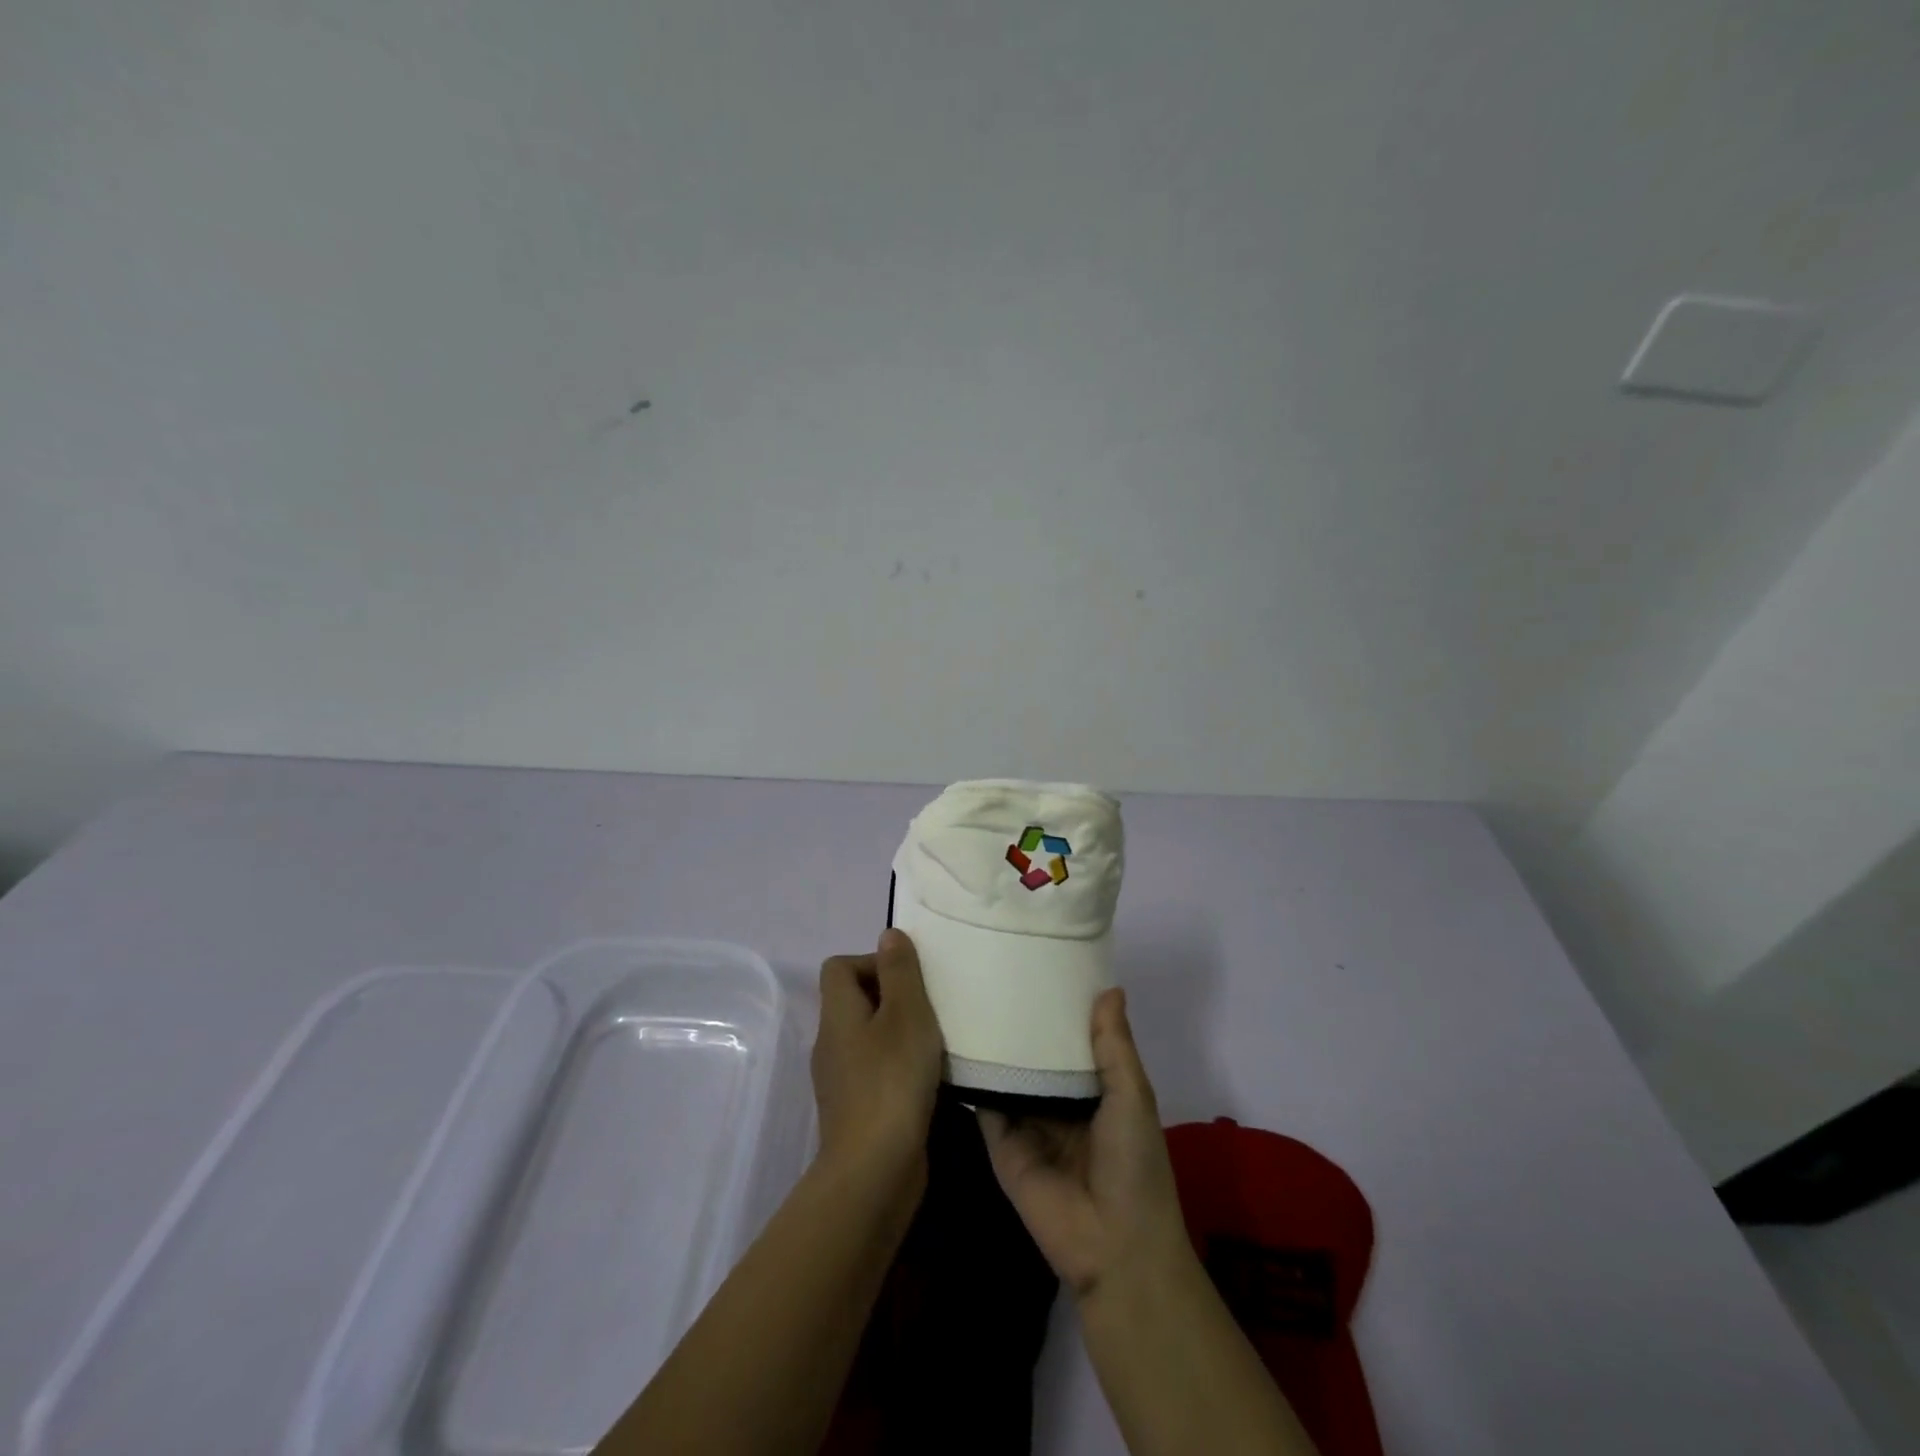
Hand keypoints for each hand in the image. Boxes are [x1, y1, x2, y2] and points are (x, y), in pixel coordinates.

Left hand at [811, 928, 944, 1189]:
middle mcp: (831, 1042)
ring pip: (869, 1037)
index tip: (908, 980)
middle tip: (930, 1008)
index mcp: (837, 1014)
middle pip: (855, 1000)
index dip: (872, 962)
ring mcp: (841, 1080)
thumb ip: (900, 971)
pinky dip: (900, 1067)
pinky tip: (929, 1079)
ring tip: (935, 1042)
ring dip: (900, 1033)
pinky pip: (876, 1071)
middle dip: (893, 997)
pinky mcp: (857, 1110)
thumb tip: (888, 935)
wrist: (874, 1171)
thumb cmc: (892, 1080)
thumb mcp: (906, 1013)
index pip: (839, 966)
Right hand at [978, 988, 1192, 1301]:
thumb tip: (1109, 987)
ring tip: (968, 991)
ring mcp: (1027, 1122)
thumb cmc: (1134, 1164)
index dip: (1060, 1007)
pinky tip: (952, 1038)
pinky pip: (984, 1104)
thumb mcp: (1132, 1096)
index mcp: (1095, 1089)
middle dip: (1021, 1021)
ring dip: (994, 1044)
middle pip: (1035, 1054)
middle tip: (994, 968)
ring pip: (1008, 1073)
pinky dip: (972, 1076)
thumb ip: (1114, 1046)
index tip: (1039, 962)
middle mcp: (1058, 1101)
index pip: (1072, 1039)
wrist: (1114, 1246)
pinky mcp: (1000, 1143)